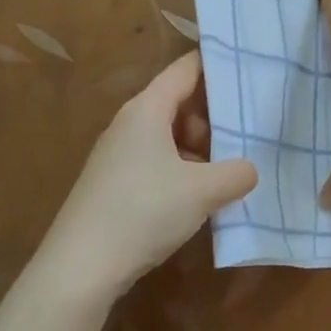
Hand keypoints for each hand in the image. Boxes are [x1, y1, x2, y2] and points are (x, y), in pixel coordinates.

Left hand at [38, 52, 257, 299]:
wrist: (81, 266)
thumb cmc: (144, 211)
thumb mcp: (203, 191)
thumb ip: (236, 173)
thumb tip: (249, 169)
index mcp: (147, 109)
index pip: (186, 69)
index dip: (216, 64)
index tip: (249, 65)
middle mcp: (129, 123)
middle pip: (178, 103)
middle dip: (212, 118)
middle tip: (243, 138)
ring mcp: (117, 154)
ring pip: (168, 135)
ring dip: (198, 149)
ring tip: (224, 175)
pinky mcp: (113, 182)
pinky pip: (155, 160)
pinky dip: (180, 170)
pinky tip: (196, 199)